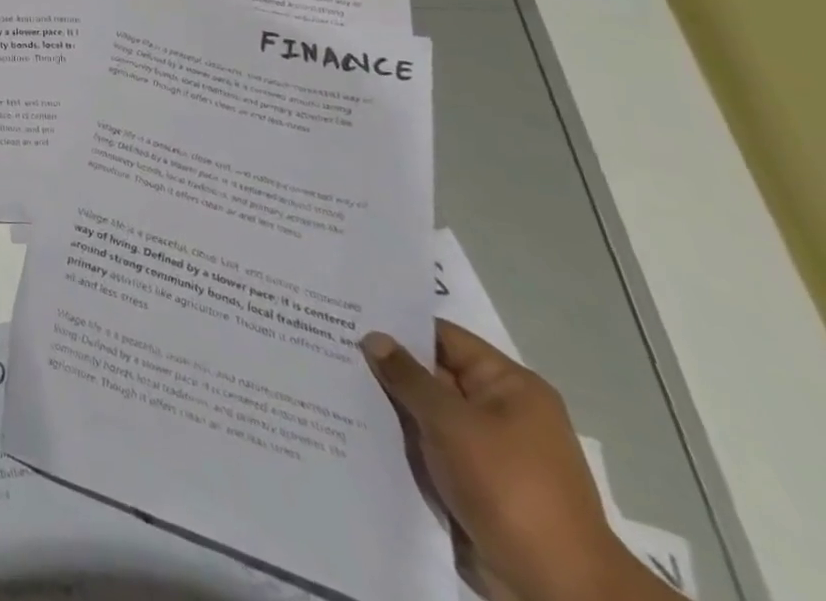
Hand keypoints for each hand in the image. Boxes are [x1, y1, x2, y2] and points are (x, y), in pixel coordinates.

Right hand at [361, 322, 668, 600]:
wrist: (558, 588)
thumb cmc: (508, 488)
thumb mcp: (450, 422)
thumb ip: (407, 375)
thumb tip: (374, 337)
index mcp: (510, 386)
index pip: (442, 336)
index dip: (396, 324)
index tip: (346, 314)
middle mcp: (502, 410)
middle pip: (433, 372)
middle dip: (387, 365)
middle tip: (328, 342)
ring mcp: (489, 448)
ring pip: (427, 411)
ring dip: (390, 403)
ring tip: (332, 378)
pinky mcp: (476, 480)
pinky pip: (431, 444)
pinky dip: (401, 436)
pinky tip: (356, 423)